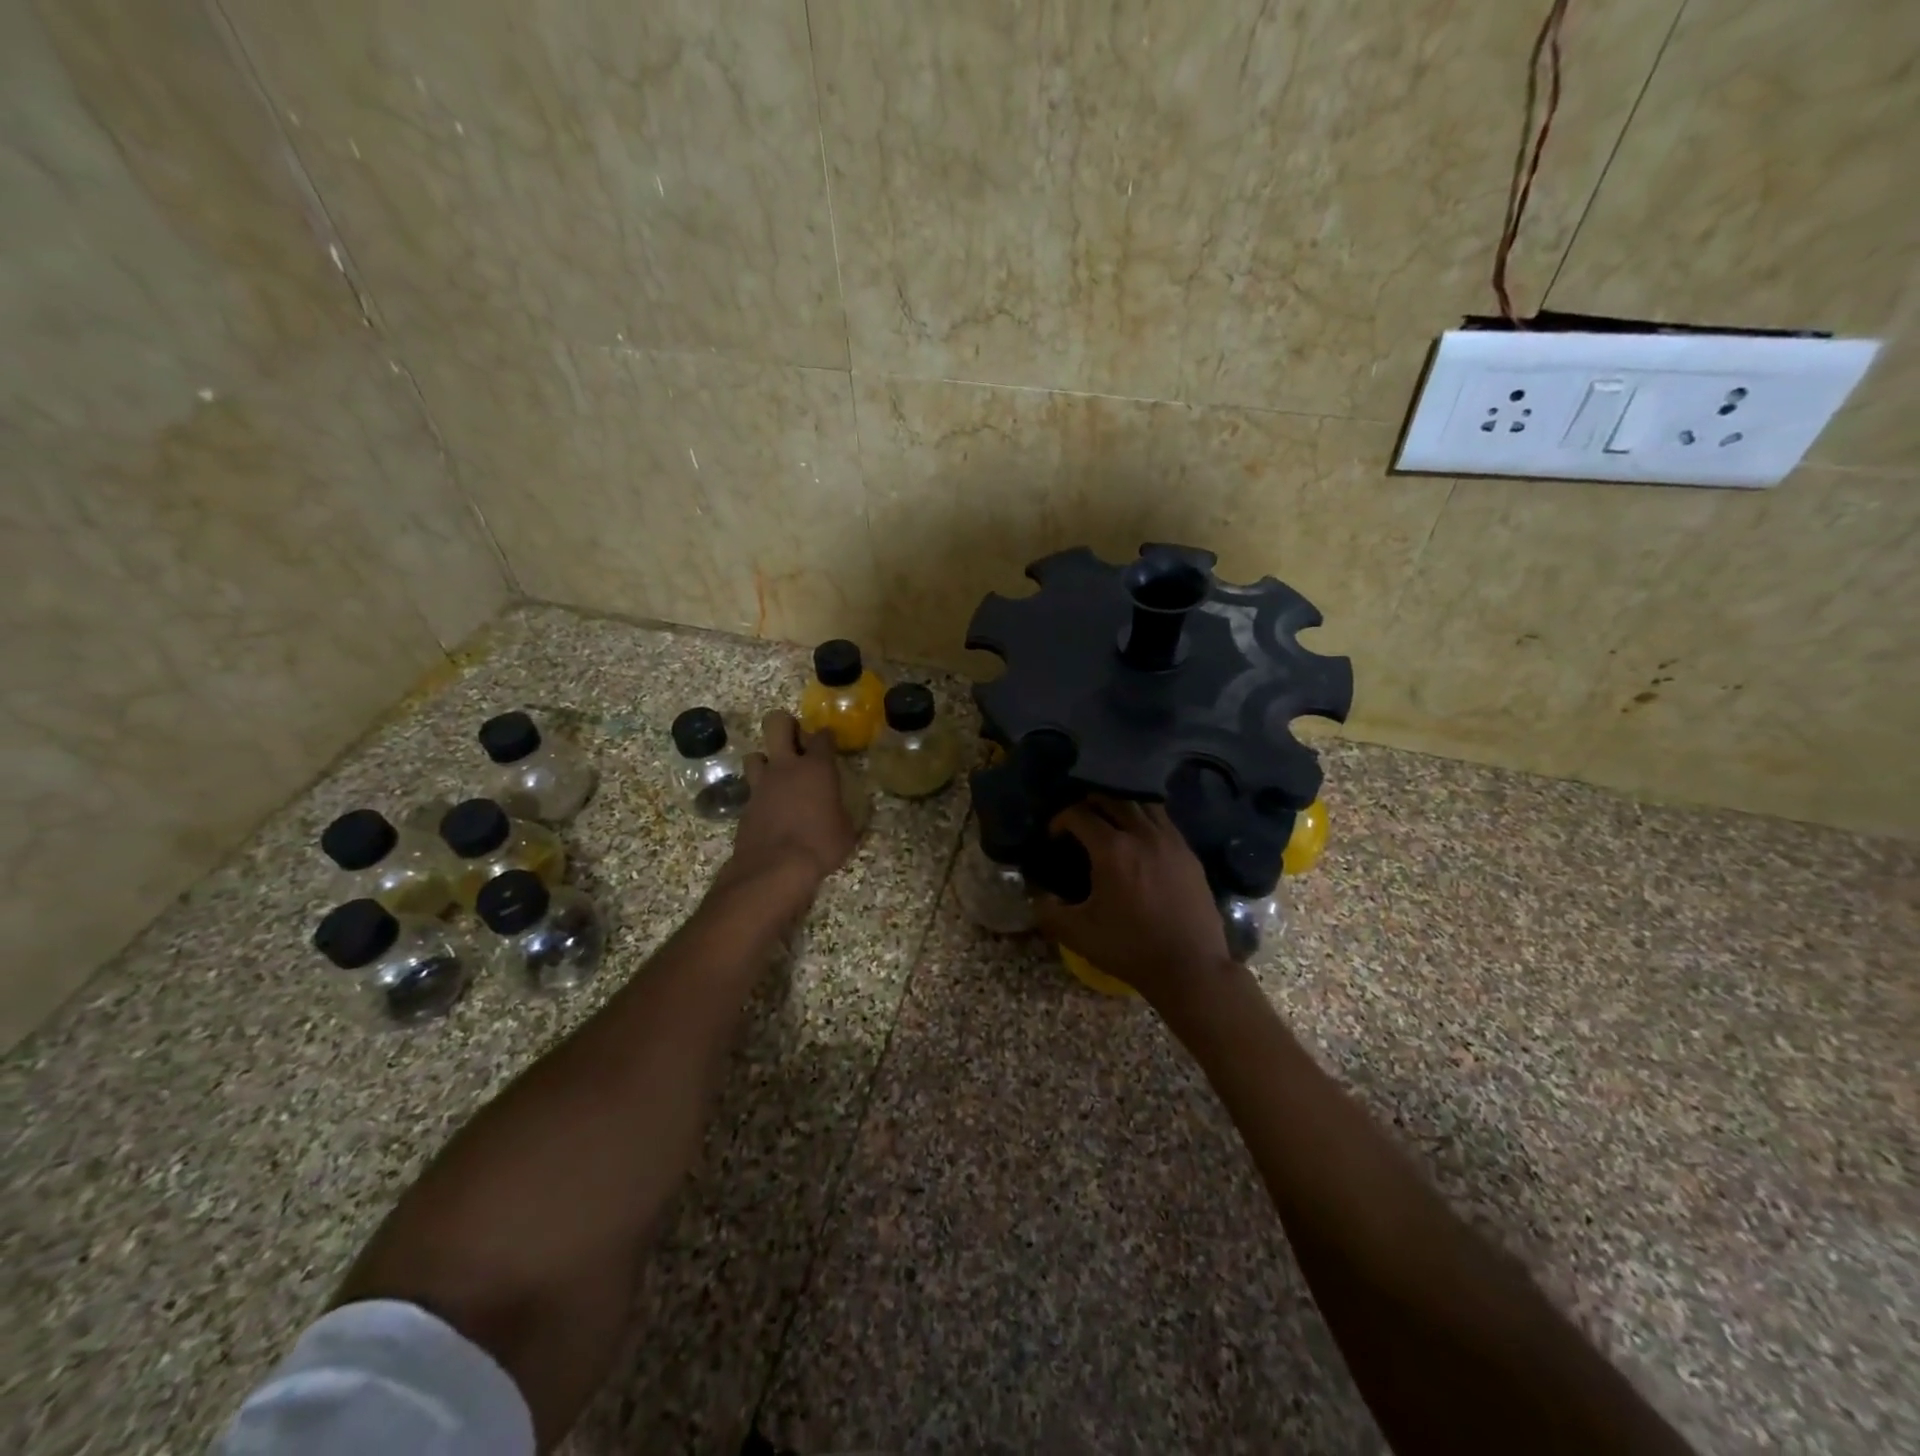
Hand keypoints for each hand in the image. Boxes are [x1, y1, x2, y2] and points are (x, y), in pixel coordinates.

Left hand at [721, 709, 856, 891]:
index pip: (822, 736)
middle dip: (786, 726)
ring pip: (756, 753)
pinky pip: (751, 786)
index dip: (827, 736)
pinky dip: (760, 790)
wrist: (774, 868)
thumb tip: (857, 814)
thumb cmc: (820, 846)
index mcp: (817, 768)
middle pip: (777, 723)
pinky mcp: (746, 803)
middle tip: (797, 742)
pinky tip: (770, 805)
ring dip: (766, 760)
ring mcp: (762, 783)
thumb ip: (849, 815)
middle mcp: (786, 766)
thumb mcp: (847, 832)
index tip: (830, 743)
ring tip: (778, 775)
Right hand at [1034, 796, 1240, 1012]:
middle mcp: (1142, 834)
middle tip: (1078, 821)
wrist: (1190, 967)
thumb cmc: (1130, 948)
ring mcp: (1170, 841)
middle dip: (1089, 803)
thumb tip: (1036, 896)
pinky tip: (1139, 839)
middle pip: (1112, 799)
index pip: (1079, 814)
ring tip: (1109, 822)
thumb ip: (1048, 911)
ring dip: (1120, 805)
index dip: (1060, 819)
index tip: (1054, 836)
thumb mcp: (1078, 934)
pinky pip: (1163, 820)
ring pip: (1142, 803)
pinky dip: (1145, 818)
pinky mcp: (1188, 853)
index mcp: (1113, 850)